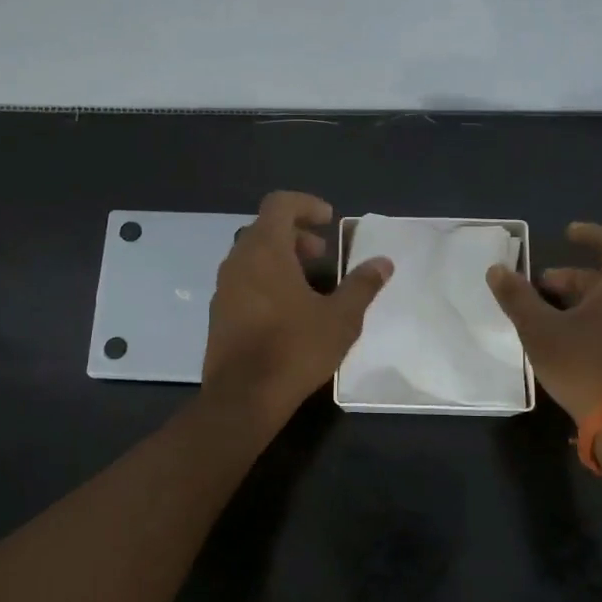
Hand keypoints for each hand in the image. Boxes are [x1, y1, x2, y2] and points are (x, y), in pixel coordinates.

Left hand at [203, 191, 392, 421]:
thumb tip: (383, 262)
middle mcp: (238, 261)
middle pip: (265, 229)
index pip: (279, 204)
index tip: (330, 221)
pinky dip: (266, 280)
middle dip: (297, 235)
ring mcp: (223, 288)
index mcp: (265, 250)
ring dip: (282, 259)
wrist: (243, 397)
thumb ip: (362, 285)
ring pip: (253, 256)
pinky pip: (244, 281)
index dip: (306, 205)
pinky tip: (289, 311)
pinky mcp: (218, 313)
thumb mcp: (341, 318)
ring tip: (311, 285)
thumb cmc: (295, 349)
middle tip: (323, 255)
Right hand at [485, 222, 601, 422]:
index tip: (567, 234)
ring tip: (549, 313)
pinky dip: (598, 318)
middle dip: (573, 277)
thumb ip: (517, 297)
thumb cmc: (584, 363)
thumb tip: (497, 270)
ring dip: (583, 300)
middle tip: (539, 287)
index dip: (590, 234)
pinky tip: (571, 338)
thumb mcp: (539, 329)